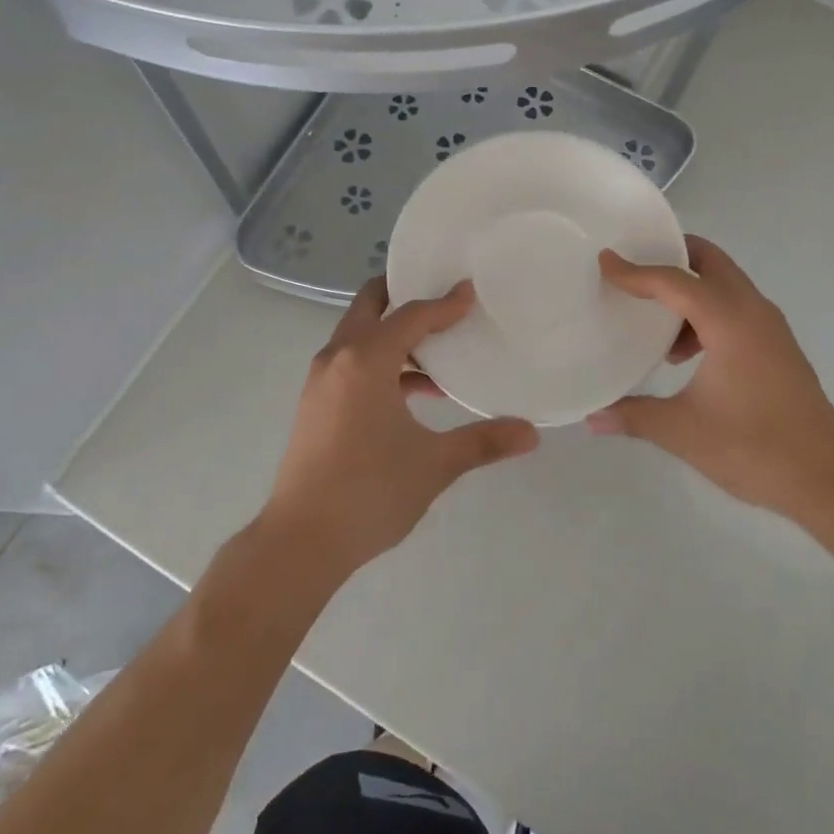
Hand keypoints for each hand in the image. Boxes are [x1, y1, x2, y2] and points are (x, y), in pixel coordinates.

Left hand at [262, 278, 539, 578]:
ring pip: (360, 335)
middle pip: (370, 305)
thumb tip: (532, 433)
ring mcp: (321, 381)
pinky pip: (352, 363)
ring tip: (439, 351)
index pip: (411, 315)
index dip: (444, 303)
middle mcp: (338, 358)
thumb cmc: (370, 492)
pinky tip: (415, 393)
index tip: (471, 292)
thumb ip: (483, 442)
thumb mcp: (434, 464)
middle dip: (403, 293)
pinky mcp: (316, 404)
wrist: (302, 540)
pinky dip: (382, 362)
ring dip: (394, 334)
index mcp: (365, 359)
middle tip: (442, 297)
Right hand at [587, 235, 833, 517]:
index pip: (674, 281)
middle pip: (710, 261)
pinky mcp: (778, 346)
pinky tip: (685, 354)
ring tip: (655, 319)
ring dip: (690, 287)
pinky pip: (736, 307)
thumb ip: (634, 417)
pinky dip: (707, 311)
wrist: (829, 478)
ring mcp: (770, 327)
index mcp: (728, 321)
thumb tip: (593, 418)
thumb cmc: (754, 448)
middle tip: (634, 265)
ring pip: (726, 283)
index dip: (635, 271)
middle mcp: (752, 311)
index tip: (604, 261)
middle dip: (672, 254)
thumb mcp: (683, 431)